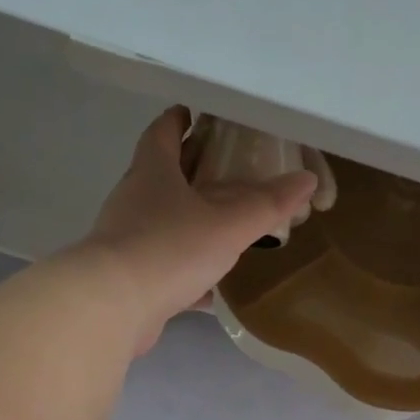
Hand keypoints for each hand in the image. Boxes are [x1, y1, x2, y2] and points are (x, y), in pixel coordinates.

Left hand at [77, 106, 317, 354]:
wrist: (113, 307)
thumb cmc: (170, 249)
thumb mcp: (228, 225)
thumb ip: (267, 205)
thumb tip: (306, 179)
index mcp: (153, 174)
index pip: (162, 134)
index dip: (178, 120)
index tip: (192, 112)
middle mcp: (134, 201)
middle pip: (162, 176)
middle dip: (189, 170)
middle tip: (222, 169)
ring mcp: (127, 241)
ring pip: (162, 223)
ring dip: (188, 221)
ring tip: (223, 226)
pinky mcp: (129, 279)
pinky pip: (163, 267)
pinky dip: (187, 271)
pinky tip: (211, 287)